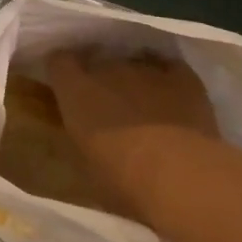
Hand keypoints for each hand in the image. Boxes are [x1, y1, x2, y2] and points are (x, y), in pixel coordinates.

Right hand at [44, 49, 217, 221]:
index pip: (58, 61)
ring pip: (135, 63)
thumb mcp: (86, 165)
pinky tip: (173, 98)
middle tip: (111, 106)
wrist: (181, 176)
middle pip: (99, 62)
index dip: (63, 71)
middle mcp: (108, 69)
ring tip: (146, 106)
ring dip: (134, 80)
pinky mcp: (182, 75)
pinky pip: (169, 68)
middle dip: (102, 78)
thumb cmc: (123, 180)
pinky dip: (167, 80)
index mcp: (76, 91)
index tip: (68, 86)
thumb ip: (81, 136)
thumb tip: (86, 134)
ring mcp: (146, 69)